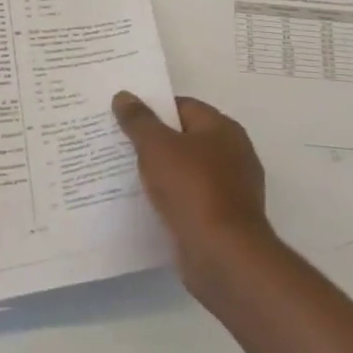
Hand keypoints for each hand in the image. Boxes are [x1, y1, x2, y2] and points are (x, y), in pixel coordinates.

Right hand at [112, 92, 275, 289]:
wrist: (223, 256)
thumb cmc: (192, 189)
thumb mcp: (157, 147)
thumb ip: (139, 120)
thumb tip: (124, 95)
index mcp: (223, 129)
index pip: (183, 107)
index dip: (153, 110)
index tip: (124, 118)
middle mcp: (233, 154)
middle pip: (186, 139)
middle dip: (154, 142)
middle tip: (119, 145)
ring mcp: (231, 189)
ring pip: (187, 172)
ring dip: (162, 174)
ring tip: (125, 176)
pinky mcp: (224, 220)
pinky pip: (191, 200)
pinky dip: (172, 200)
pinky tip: (147, 206)